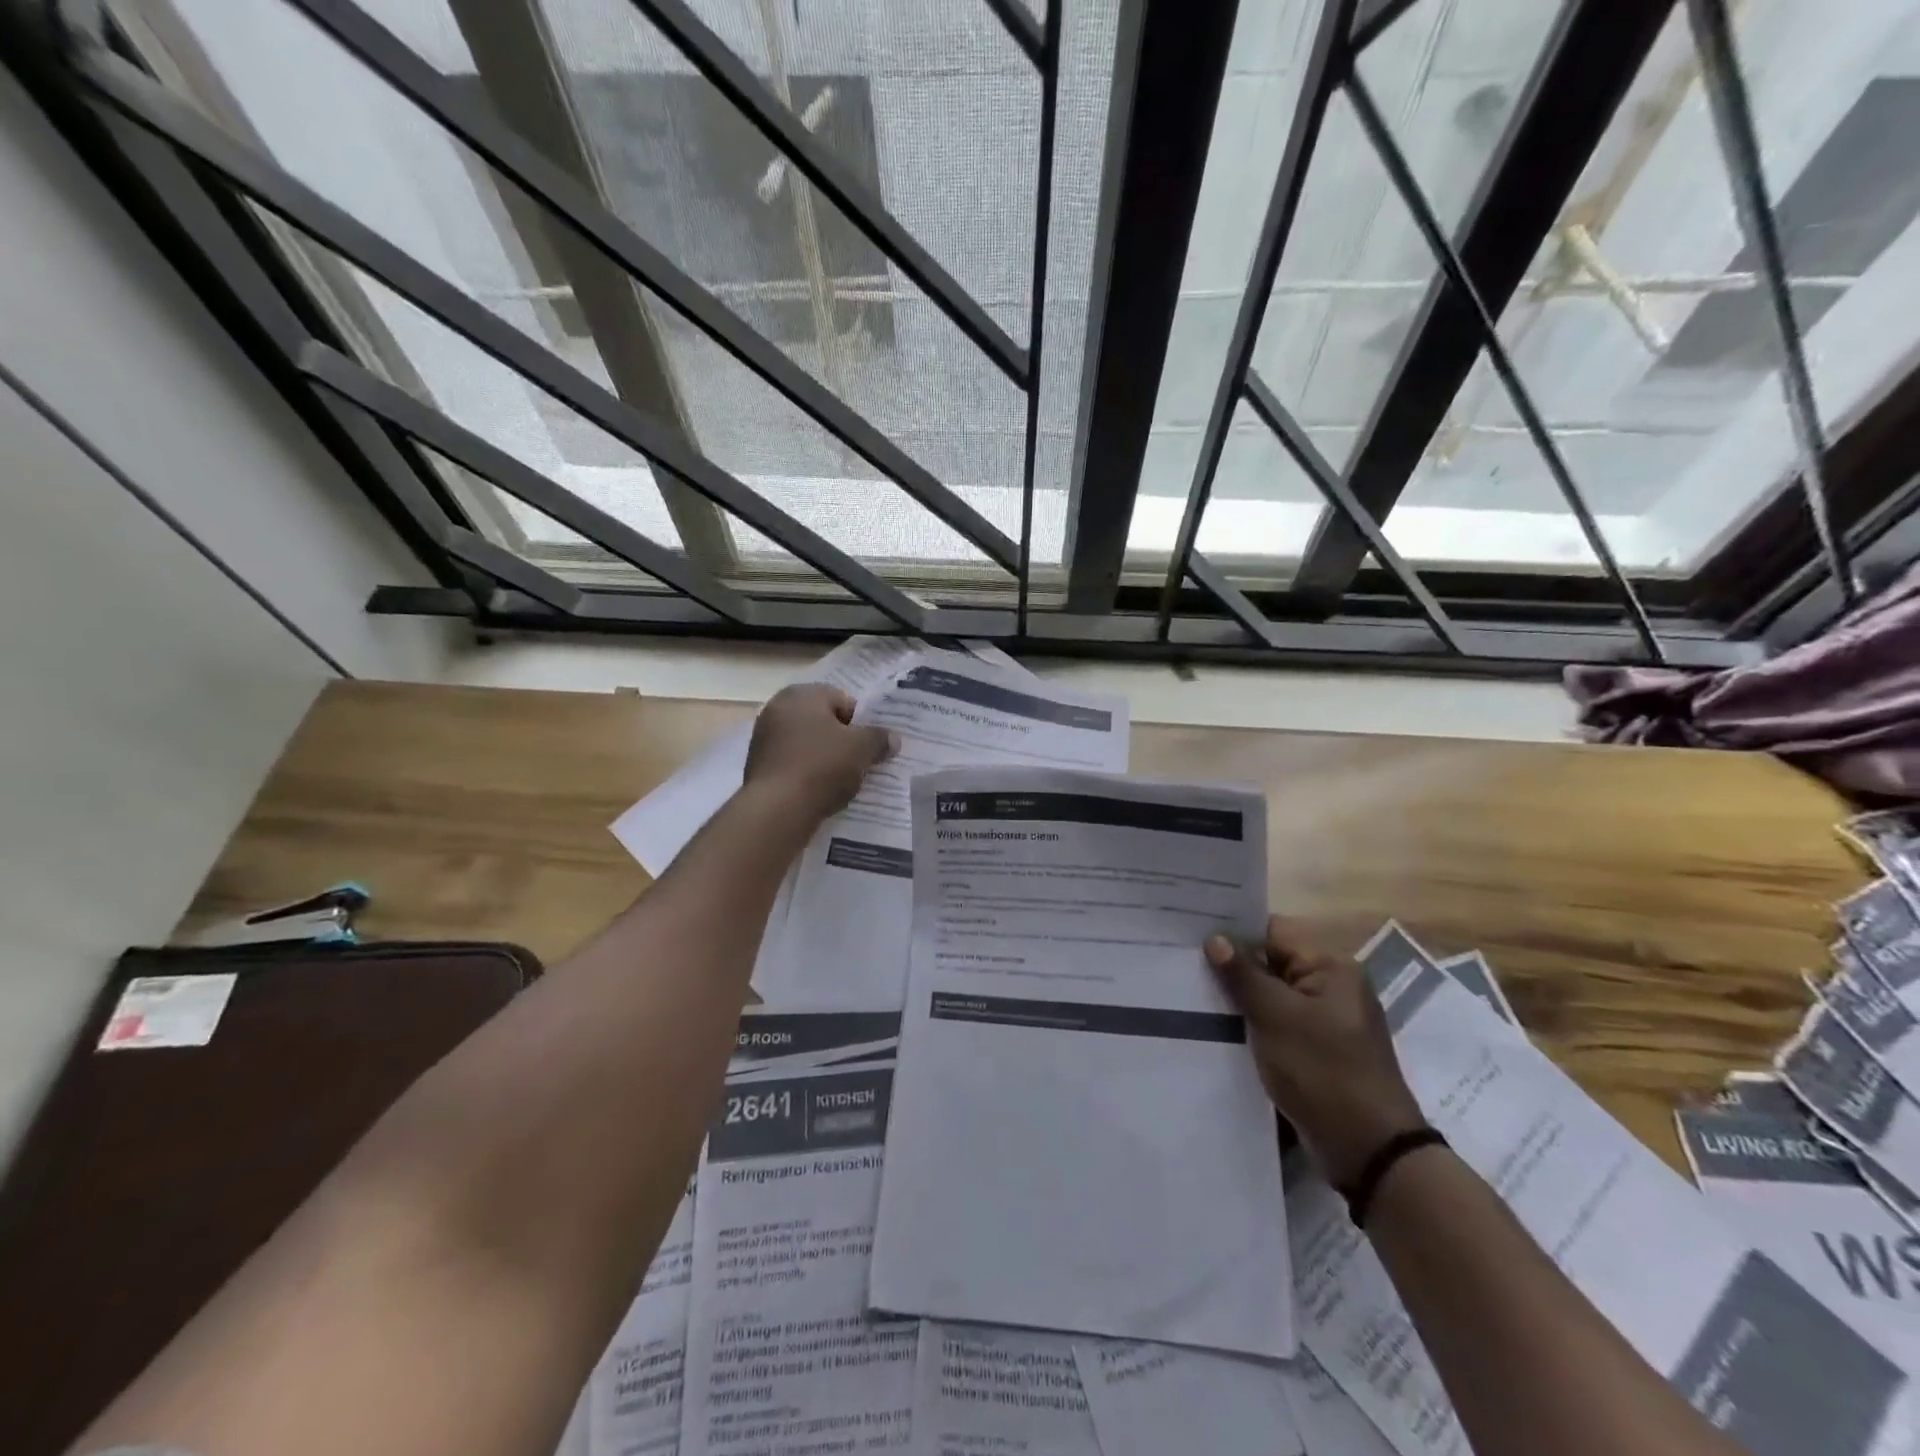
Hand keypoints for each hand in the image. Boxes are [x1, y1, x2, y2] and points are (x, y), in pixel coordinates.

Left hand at [743, 684, 896, 823]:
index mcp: (802, 694)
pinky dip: (807, 773)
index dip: (861, 722)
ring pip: (807, 743)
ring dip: (825, 757)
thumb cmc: (822, 766)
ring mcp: (763, 737)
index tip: (870, 746)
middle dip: (842, 740)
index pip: (842, 700)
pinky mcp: (758, 765)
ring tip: (842, 781)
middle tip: (860, 762)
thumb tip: (892, 738)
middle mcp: (778, 708)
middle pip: (823, 721)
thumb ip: (880, 738)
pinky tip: (819, 791)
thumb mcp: (862, 749)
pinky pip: (793, 763)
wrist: (777, 809)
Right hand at [1205, 916, 1425, 1186]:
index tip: (1191, 936)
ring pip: (1271, 996)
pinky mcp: (1318, 1051)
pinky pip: (1278, 1024)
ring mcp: (1326, 1021)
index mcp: (1331, 967)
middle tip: (1184, 966)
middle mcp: (1332, 987)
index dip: (1233, 933)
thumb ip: (1244, 975)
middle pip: (1271, 963)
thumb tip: (1216, 938)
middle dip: (1232, 968)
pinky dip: (1253, 1025)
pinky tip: (1219, 1029)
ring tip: (1192, 996)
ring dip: (1240, 1000)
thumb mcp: (1276, 1017)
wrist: (1369, 1151)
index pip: (1273, 932)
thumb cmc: (1323, 1072)